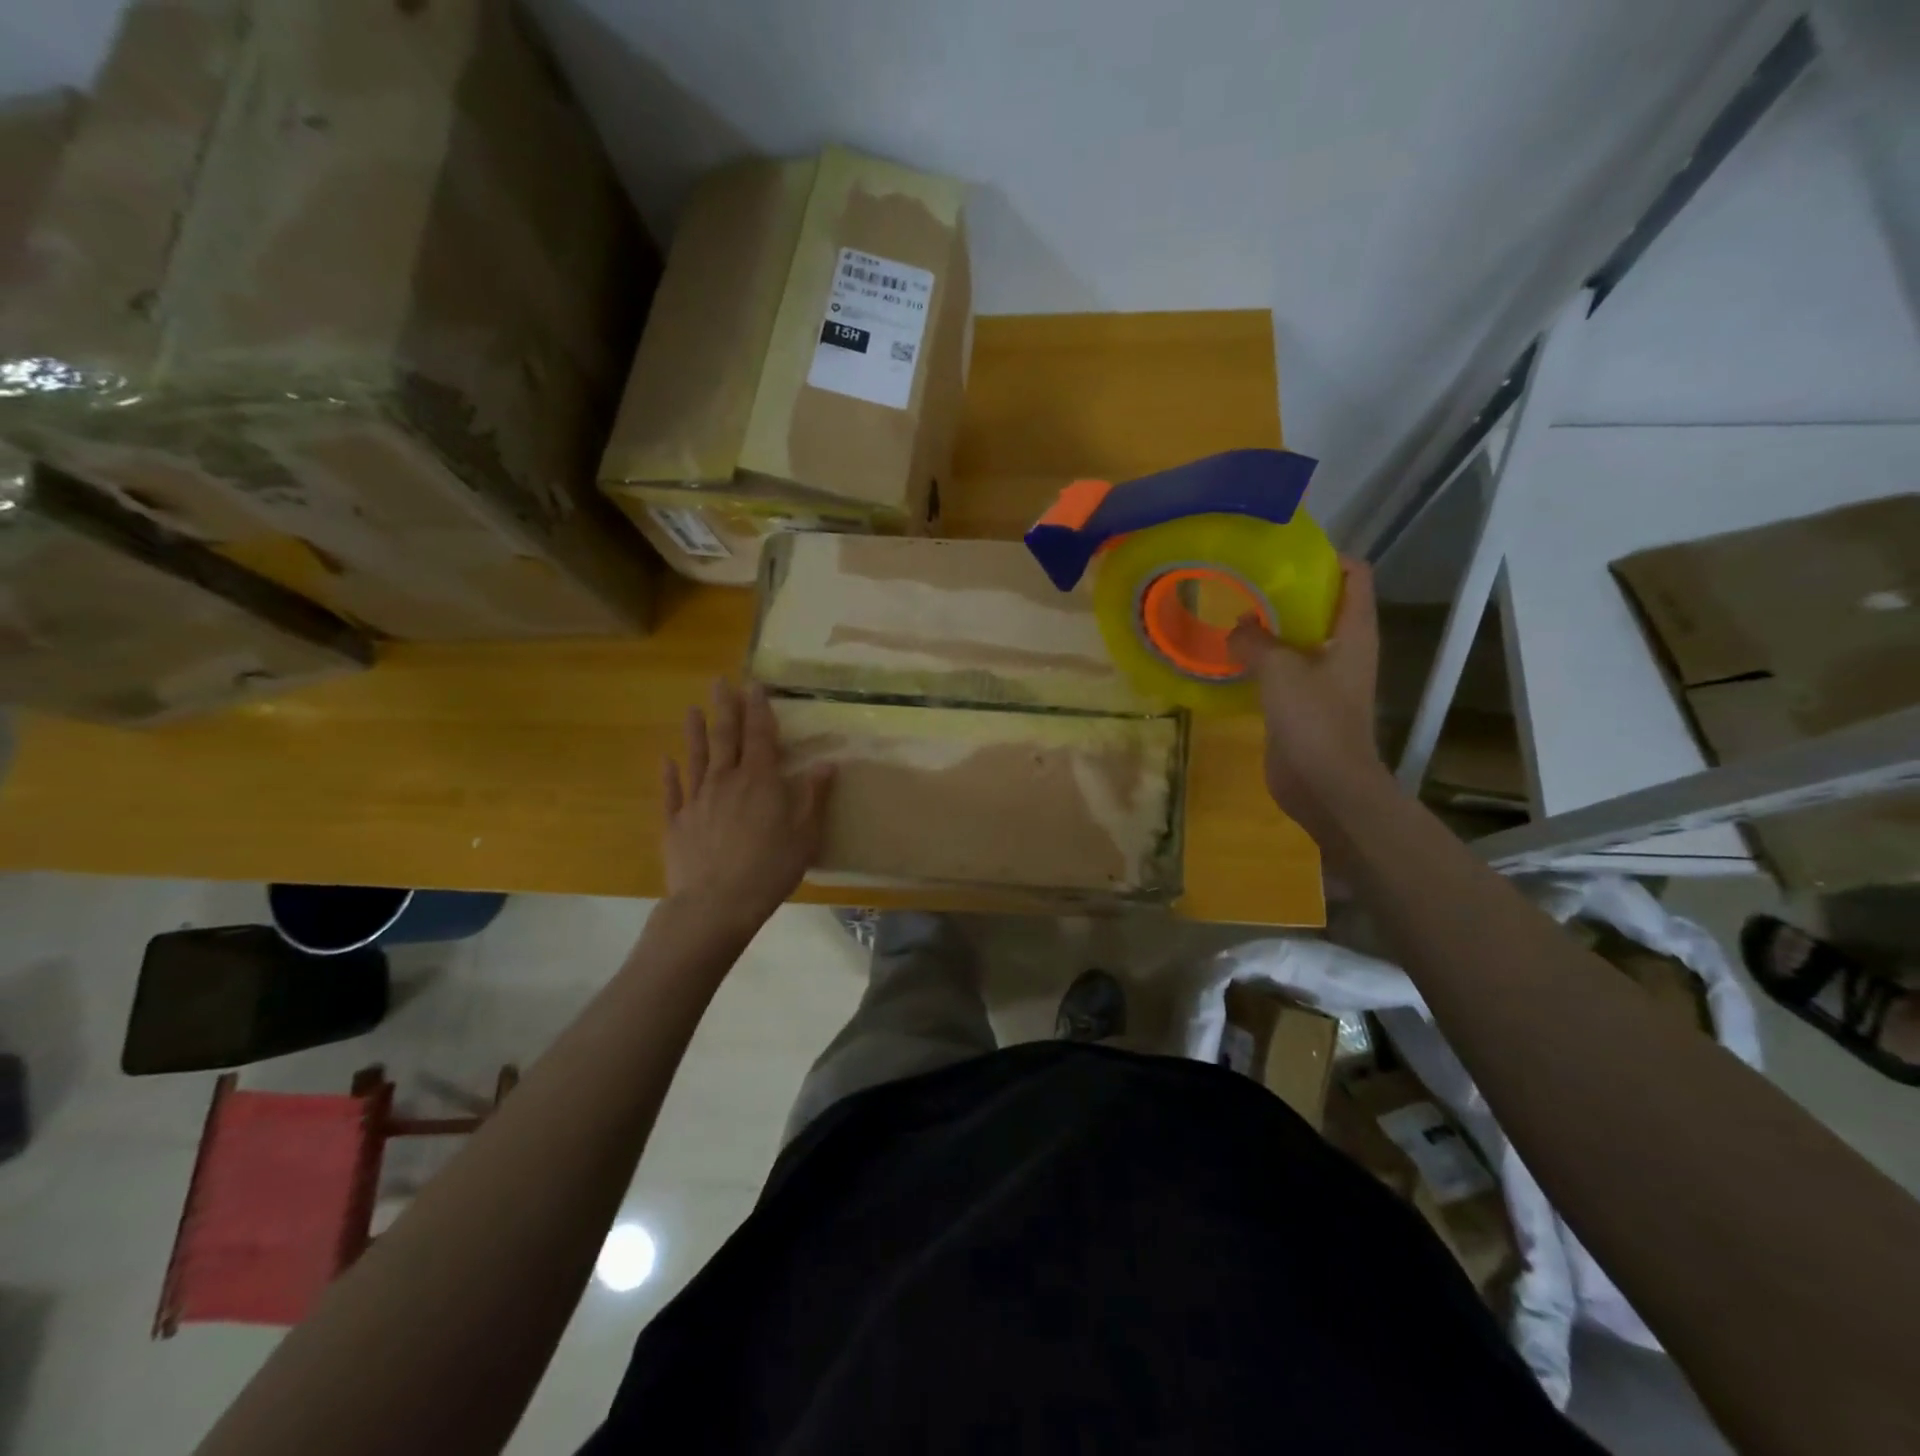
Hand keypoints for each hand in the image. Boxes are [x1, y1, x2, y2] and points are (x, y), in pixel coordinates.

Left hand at [661, 680, 833, 931]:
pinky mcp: (676, 823)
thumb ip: (814, 796)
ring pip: (696, 757)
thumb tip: (828, 763)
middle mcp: (725, 781)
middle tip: (720, 682)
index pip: (760, 735)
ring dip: (695, 731)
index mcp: (759, 780)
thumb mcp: (806, 834)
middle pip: (725, 737)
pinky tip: (666, 760)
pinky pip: (672, 792)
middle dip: (725, 708)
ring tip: (693, 709)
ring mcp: (696, 800)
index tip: (755, 685)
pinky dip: (669, 774)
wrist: (716, 904)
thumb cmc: (770, 868)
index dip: (759, 709)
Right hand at [1227, 559, 1382, 824]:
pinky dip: (1260, 660)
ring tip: (1231, 614)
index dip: (1326, 558)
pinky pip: (1281, 671)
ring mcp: (1323, 679)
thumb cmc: (1314, 720)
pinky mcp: (1301, 704)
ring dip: (1270, 628)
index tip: (1283, 554)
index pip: (1354, 575)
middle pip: (1322, 605)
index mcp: (1355, 632)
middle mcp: (1344, 649)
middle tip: (1245, 582)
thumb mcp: (1281, 670)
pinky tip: (1229, 657)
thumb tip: (1237, 627)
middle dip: (1288, 591)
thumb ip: (1255, 641)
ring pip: (1298, 639)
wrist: (1326, 785)